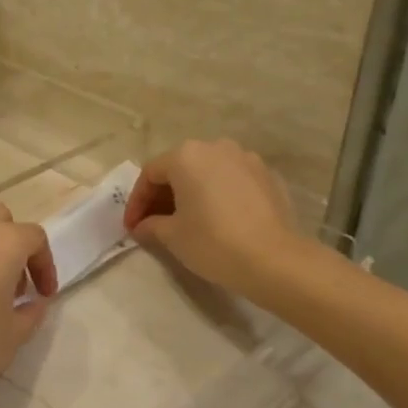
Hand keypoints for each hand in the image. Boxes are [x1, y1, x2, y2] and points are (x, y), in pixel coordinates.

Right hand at [122, 139, 299, 295]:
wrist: (275, 259)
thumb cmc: (213, 242)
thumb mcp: (172, 236)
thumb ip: (151, 225)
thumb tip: (142, 226)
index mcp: (187, 156)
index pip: (150, 174)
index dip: (137, 202)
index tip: (132, 227)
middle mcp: (216, 147)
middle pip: (180, 168)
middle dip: (163, 196)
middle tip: (154, 224)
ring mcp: (246, 159)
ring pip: (208, 173)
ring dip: (192, 193)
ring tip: (186, 221)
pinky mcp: (268, 176)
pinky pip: (233, 181)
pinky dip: (219, 195)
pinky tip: (219, 220)